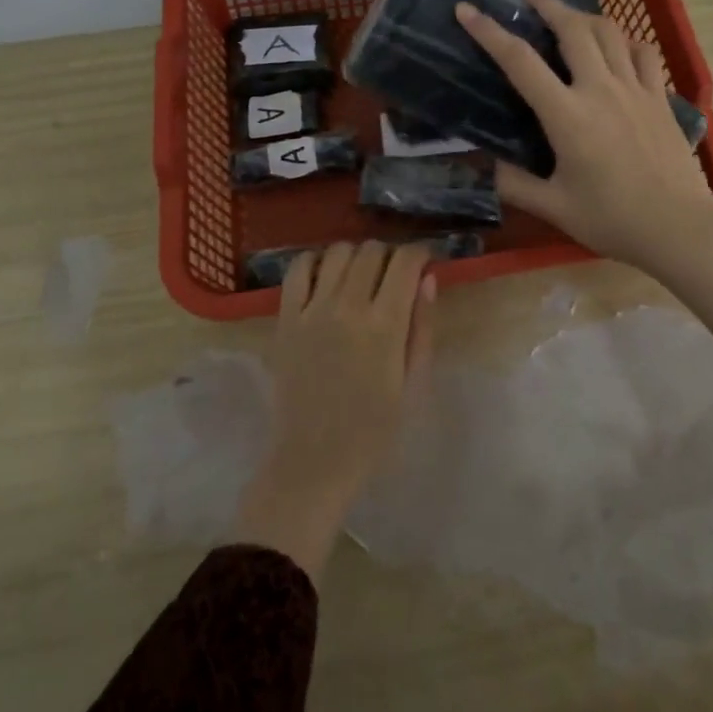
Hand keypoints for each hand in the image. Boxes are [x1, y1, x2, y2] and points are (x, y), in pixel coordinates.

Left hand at [234, 241, 434, 580]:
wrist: (313, 461)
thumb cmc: (373, 430)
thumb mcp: (413, 384)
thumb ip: (422, 328)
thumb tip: (427, 278)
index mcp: (385, 326)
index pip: (405, 261)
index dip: (419, 253)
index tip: (423, 261)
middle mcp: (348, 307)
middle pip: (372, 250)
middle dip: (390, 255)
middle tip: (393, 275)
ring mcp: (312, 310)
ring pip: (338, 251)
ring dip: (356, 255)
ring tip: (360, 275)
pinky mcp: (285, 318)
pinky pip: (298, 268)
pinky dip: (315, 261)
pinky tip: (326, 275)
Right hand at [459, 0, 712, 372]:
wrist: (679, 227)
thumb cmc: (612, 219)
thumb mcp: (553, 207)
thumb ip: (514, 184)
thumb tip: (486, 166)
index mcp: (567, 115)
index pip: (520, 61)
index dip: (489, 31)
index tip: (467, 9)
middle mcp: (600, 89)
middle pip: (572, 28)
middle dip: (546, 3)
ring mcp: (636, 89)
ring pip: (609, 31)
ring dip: (583, 15)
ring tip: (567, 16)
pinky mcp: (660, 97)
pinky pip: (643, 52)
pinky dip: (625, 40)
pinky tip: (617, 46)